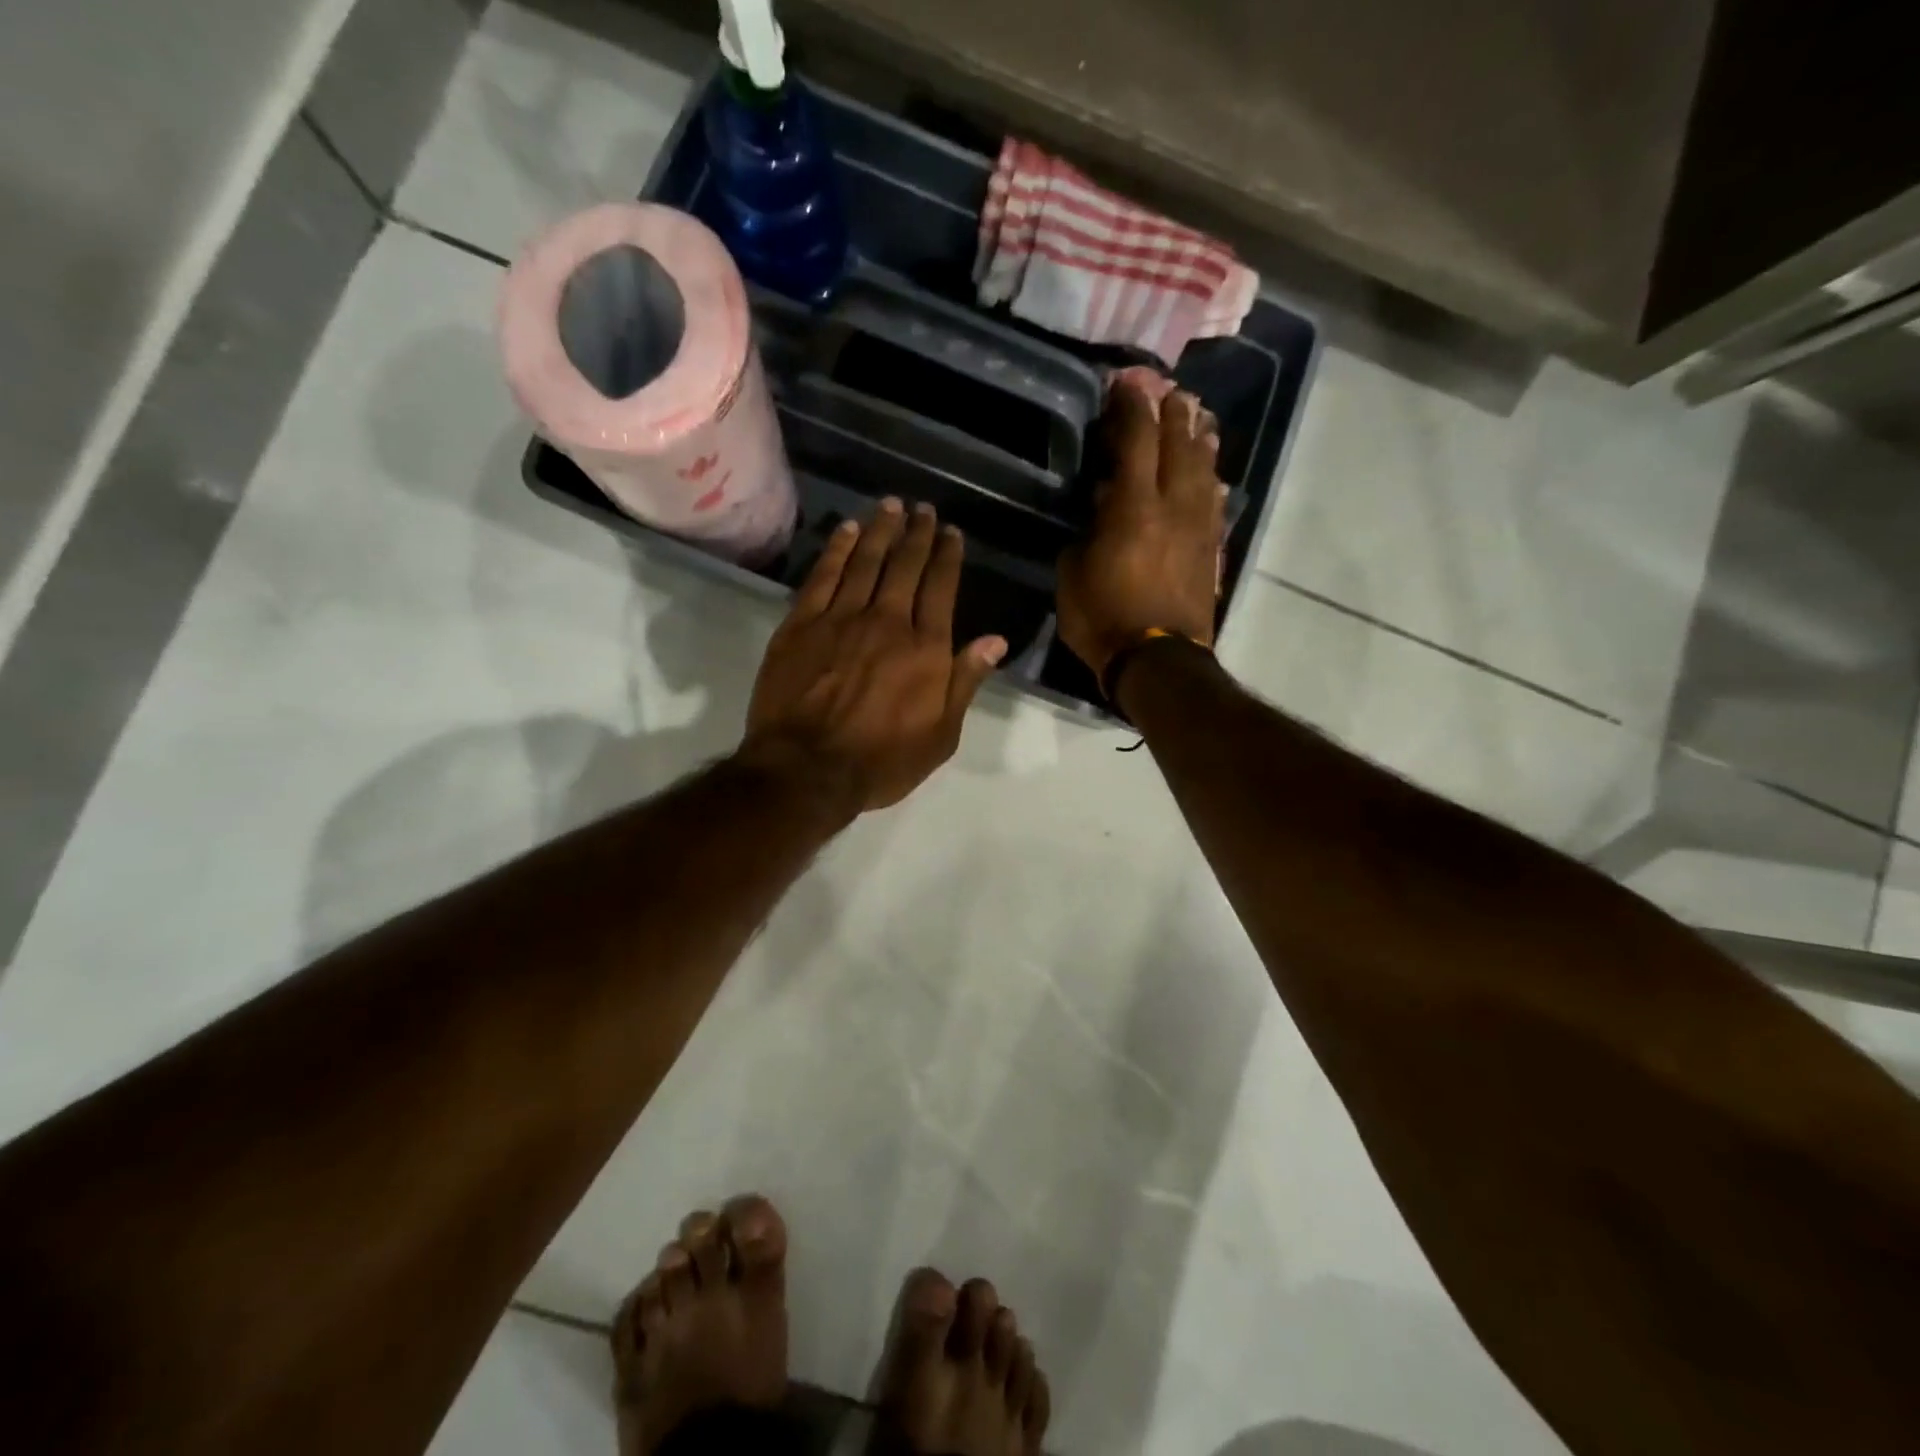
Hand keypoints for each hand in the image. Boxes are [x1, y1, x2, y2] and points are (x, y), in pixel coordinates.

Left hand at [742, 498, 1007, 814]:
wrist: (807, 769)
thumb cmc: (881, 761)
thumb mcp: (941, 735)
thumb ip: (965, 682)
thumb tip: (995, 640)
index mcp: (925, 648)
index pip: (941, 588)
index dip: (947, 557)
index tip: (951, 533)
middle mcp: (887, 621)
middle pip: (905, 566)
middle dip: (918, 534)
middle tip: (924, 509)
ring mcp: (840, 618)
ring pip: (865, 561)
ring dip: (880, 530)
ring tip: (891, 506)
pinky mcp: (801, 625)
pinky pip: (823, 575)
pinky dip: (837, 548)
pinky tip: (846, 530)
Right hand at [1057, 375, 1223, 682]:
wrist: (1158, 662)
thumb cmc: (1104, 620)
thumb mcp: (1072, 576)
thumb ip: (1086, 535)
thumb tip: (1101, 511)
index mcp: (1132, 509)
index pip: (1136, 442)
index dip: (1131, 408)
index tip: (1127, 384)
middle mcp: (1172, 508)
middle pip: (1178, 447)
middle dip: (1173, 414)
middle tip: (1170, 390)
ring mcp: (1197, 529)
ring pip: (1203, 472)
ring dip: (1200, 442)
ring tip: (1200, 419)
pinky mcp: (1210, 552)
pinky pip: (1214, 507)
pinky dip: (1211, 484)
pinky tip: (1211, 476)